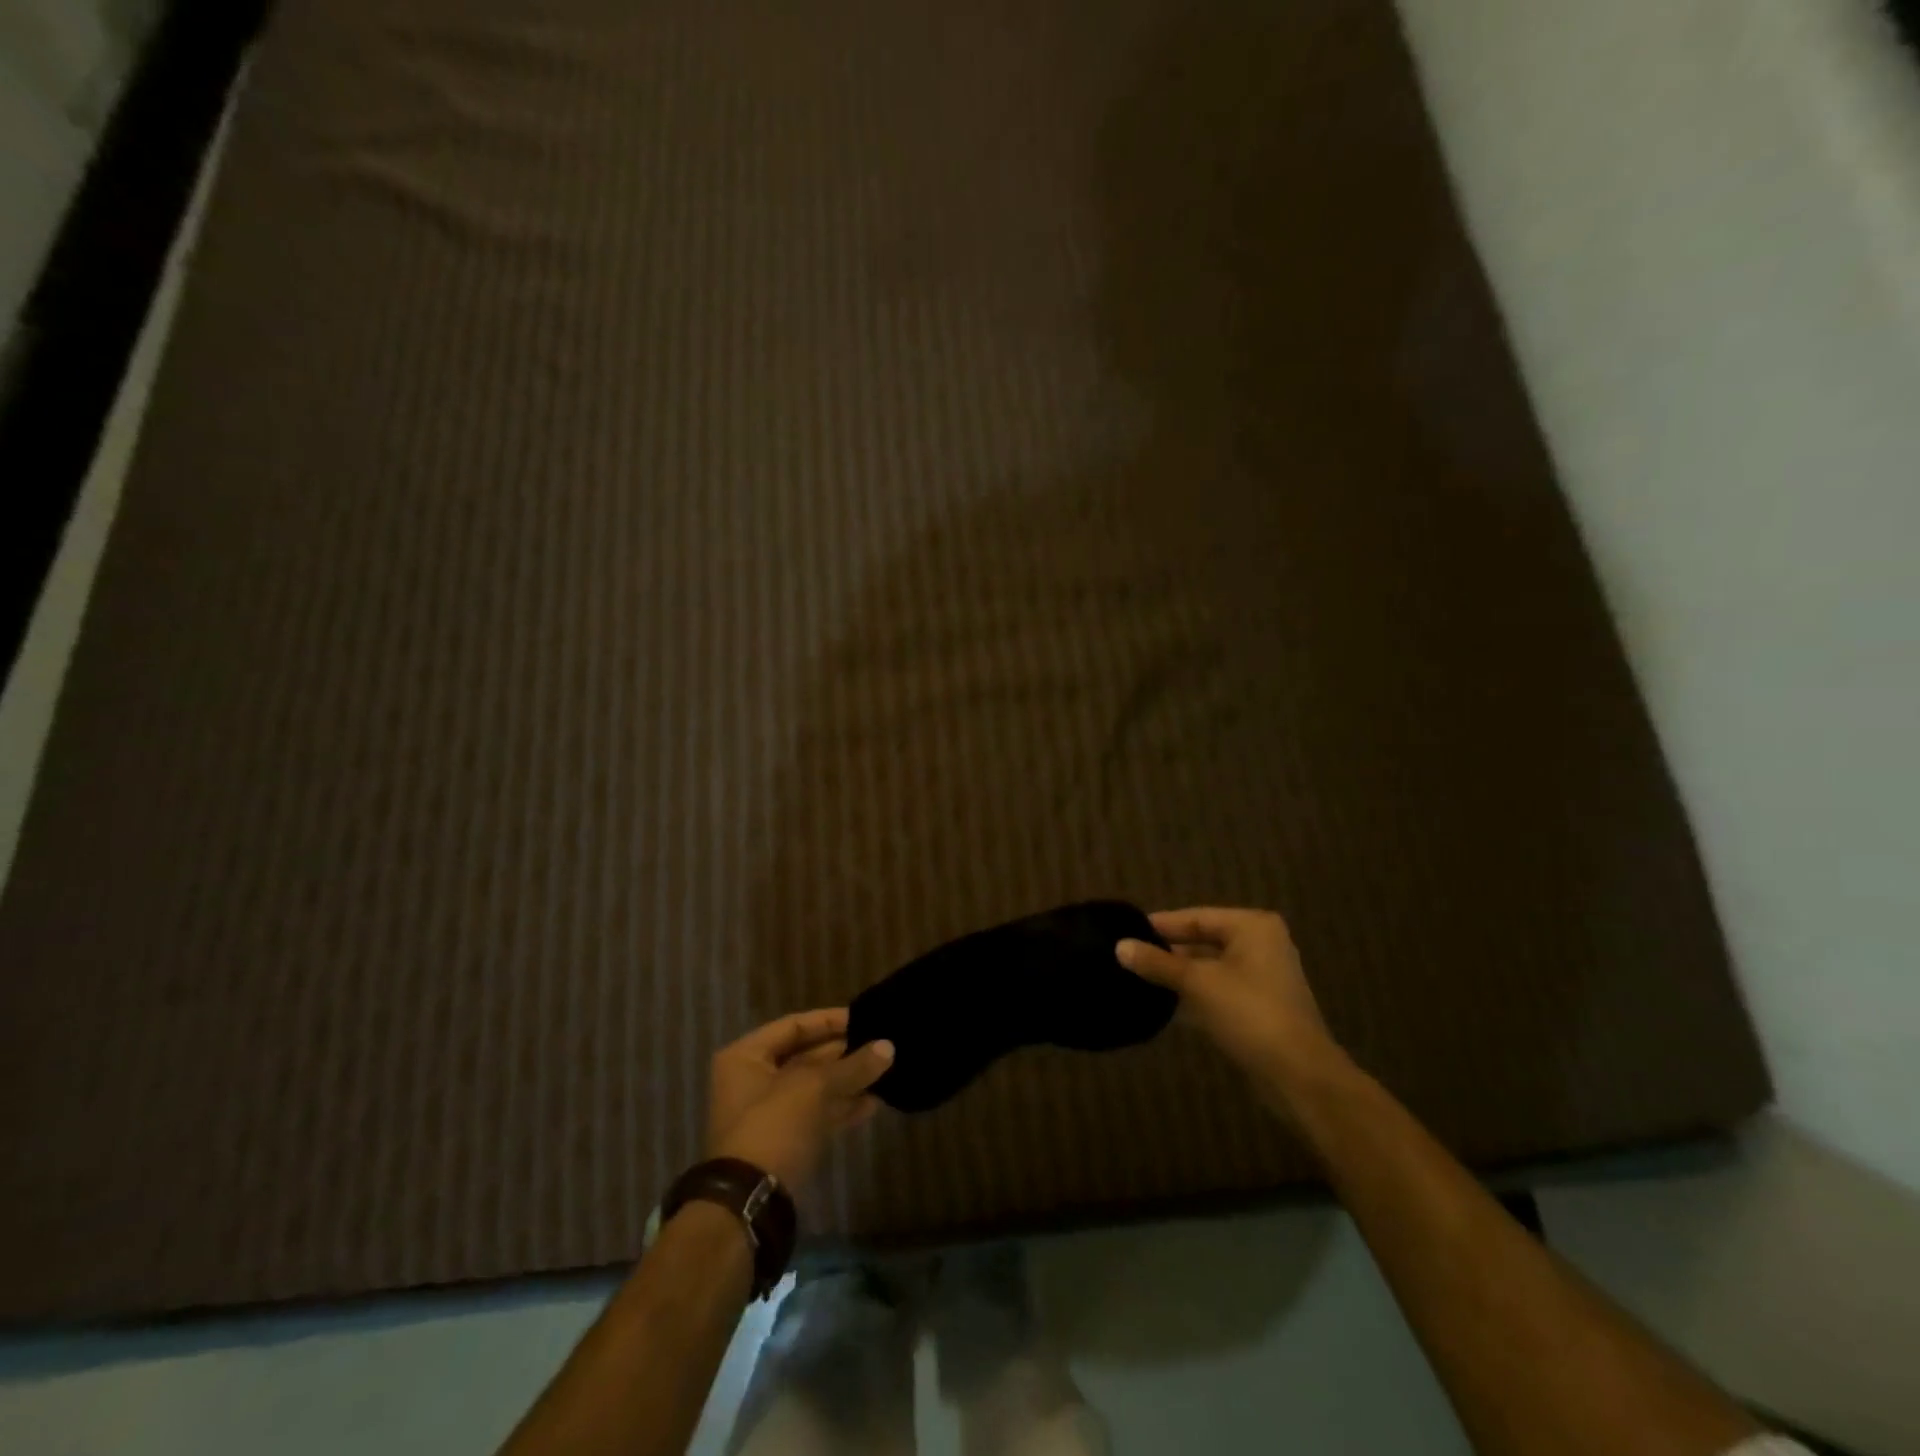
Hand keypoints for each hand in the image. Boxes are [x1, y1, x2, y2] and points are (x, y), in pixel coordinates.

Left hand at [705, 1009, 894, 1195]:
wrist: (750, 1204)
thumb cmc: (774, 1126)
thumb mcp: (814, 1088)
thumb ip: (852, 1066)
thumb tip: (889, 1047)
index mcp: (746, 1057)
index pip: (794, 1026)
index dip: (830, 1020)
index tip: (864, 1018)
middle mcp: (754, 1080)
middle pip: (806, 1056)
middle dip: (844, 1053)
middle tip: (881, 1044)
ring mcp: (770, 1114)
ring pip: (815, 1087)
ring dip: (848, 1081)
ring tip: (886, 1071)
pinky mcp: (786, 1142)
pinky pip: (818, 1114)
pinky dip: (843, 1107)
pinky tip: (874, 1102)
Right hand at [1117, 908, 1341, 1103]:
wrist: (1299, 1075)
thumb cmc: (1249, 1014)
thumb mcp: (1197, 983)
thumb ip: (1157, 963)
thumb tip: (1119, 947)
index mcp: (1252, 926)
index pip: (1195, 917)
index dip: (1159, 925)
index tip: (1124, 931)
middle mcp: (1261, 943)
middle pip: (1203, 939)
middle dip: (1168, 951)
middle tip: (1128, 956)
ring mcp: (1262, 976)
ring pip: (1209, 966)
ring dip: (1178, 973)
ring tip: (1138, 977)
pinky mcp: (1259, 1005)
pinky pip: (1218, 988)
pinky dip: (1194, 992)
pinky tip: (1164, 1001)